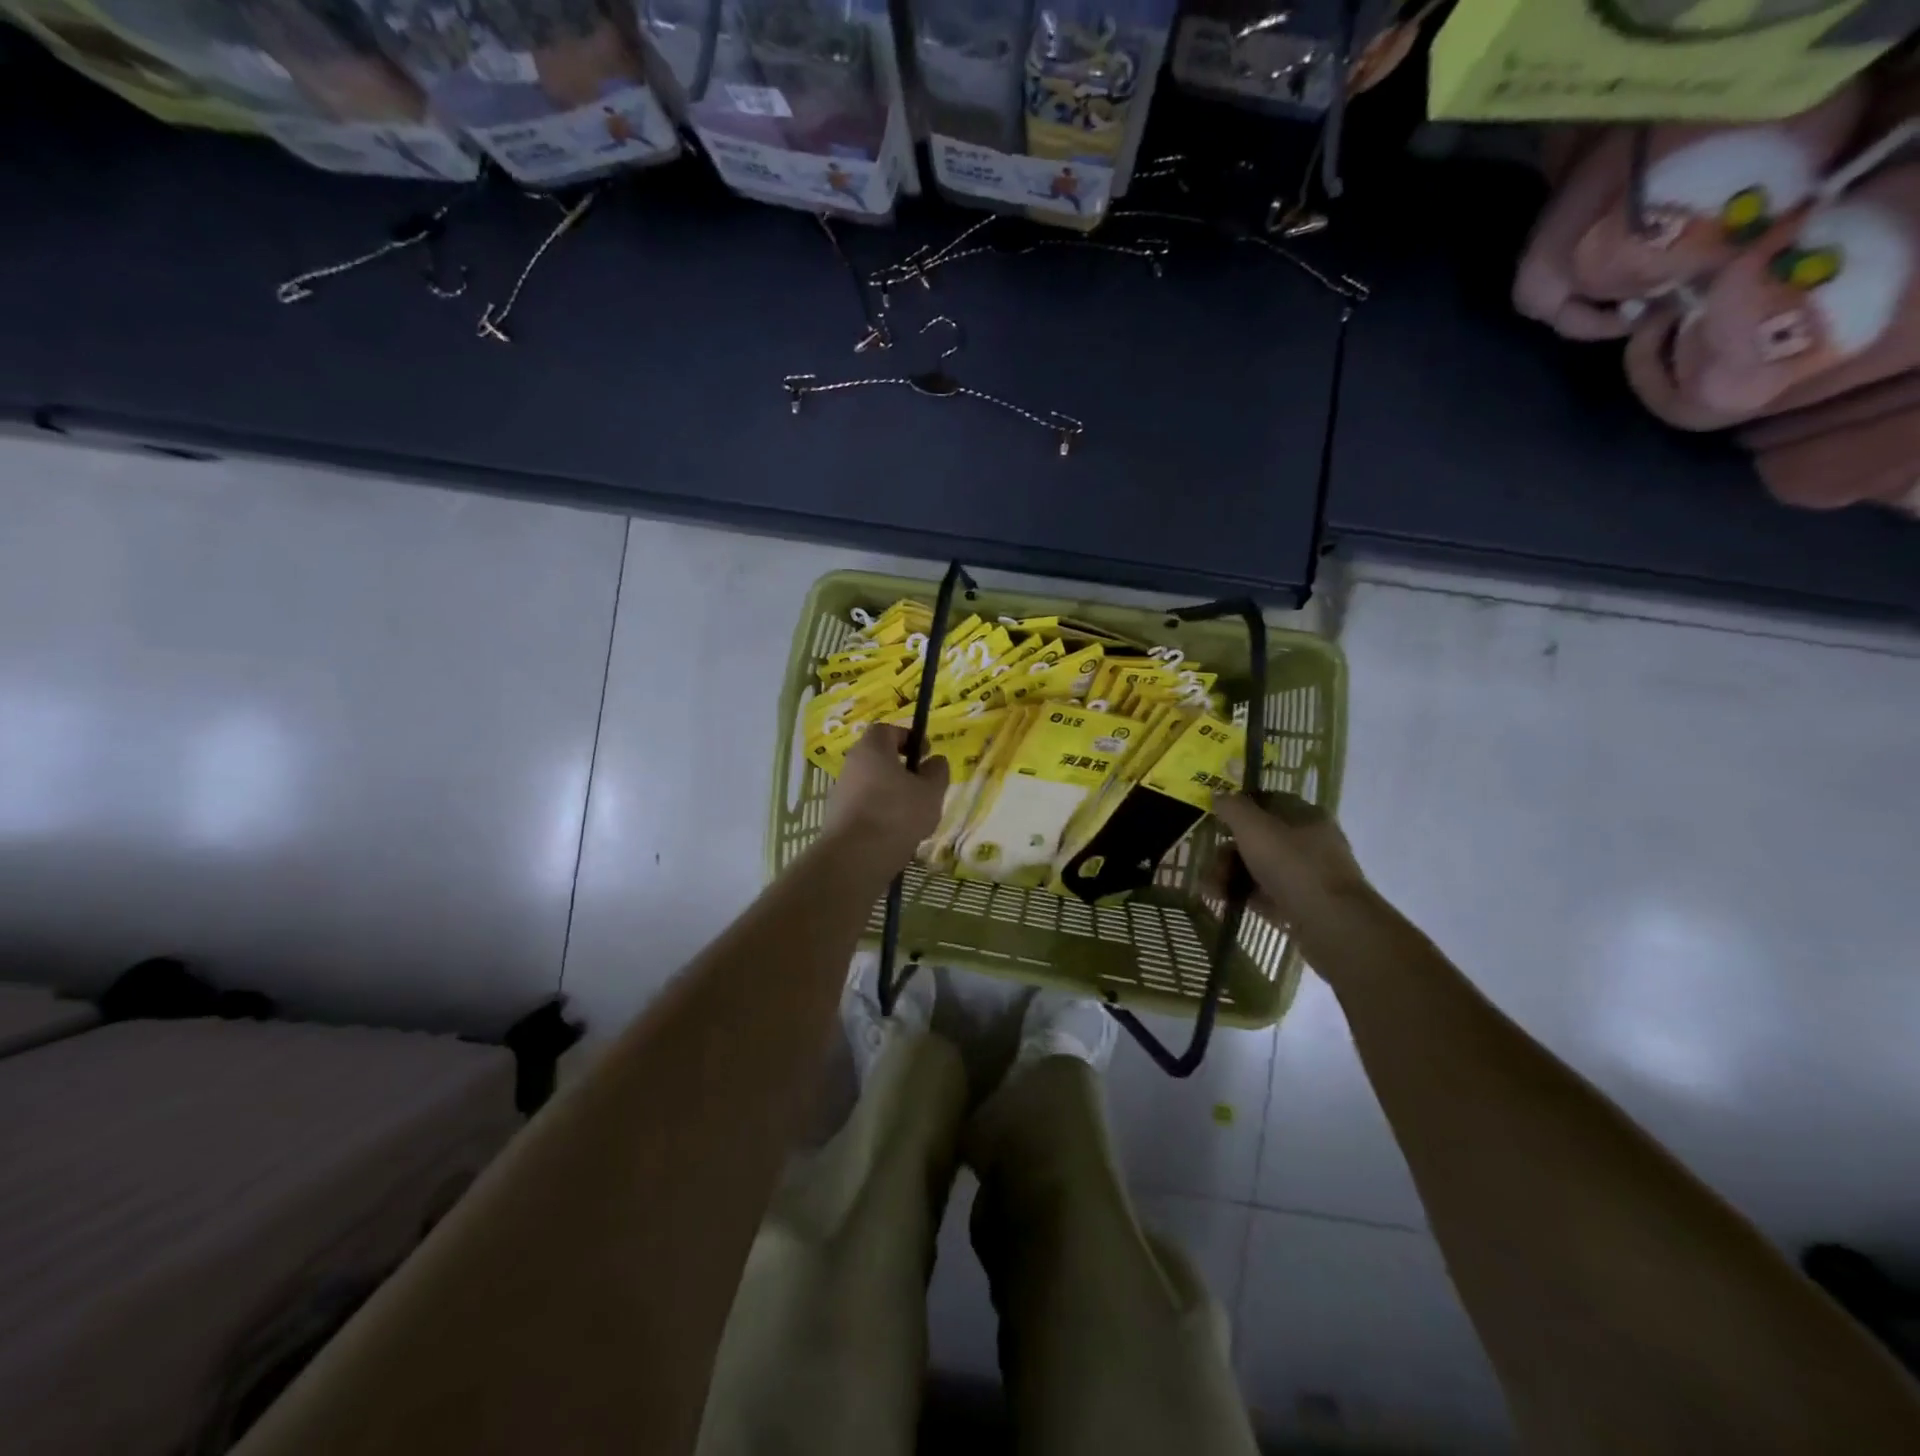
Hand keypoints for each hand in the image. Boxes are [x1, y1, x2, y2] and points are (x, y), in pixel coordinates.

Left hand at [824, 724, 949, 871]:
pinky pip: (863, 807)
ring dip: (891, 794)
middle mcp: (851, 764)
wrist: (855, 857)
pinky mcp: (836, 818)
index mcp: (872, 748)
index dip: (908, 737)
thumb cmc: (897, 814)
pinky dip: (879, 814)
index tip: (925, 754)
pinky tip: (895, 834)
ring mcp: (840, 792)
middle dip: (901, 769)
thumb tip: (935, 761)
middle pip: (878, 758)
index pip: (887, 729)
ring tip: (912, 816)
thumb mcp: (931, 791)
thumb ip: (937, 772)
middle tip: (922, 786)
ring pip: (871, 784)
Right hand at [1211, 792, 1376, 943]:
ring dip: (1229, 875)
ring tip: (1211, 890)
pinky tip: (1223, 902)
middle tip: (1209, 865)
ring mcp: (1306, 875)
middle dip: (1227, 852)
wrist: (1331, 924)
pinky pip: (1265, 893)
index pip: (1267, 802)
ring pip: (1258, 867)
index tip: (1214, 822)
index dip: (1238, 809)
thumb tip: (1218, 795)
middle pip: (1258, 838)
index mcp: (1305, 816)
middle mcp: (1309, 842)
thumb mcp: (1254, 828)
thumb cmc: (1292, 865)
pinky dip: (1243, 895)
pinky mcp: (1301, 904)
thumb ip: (1232, 808)